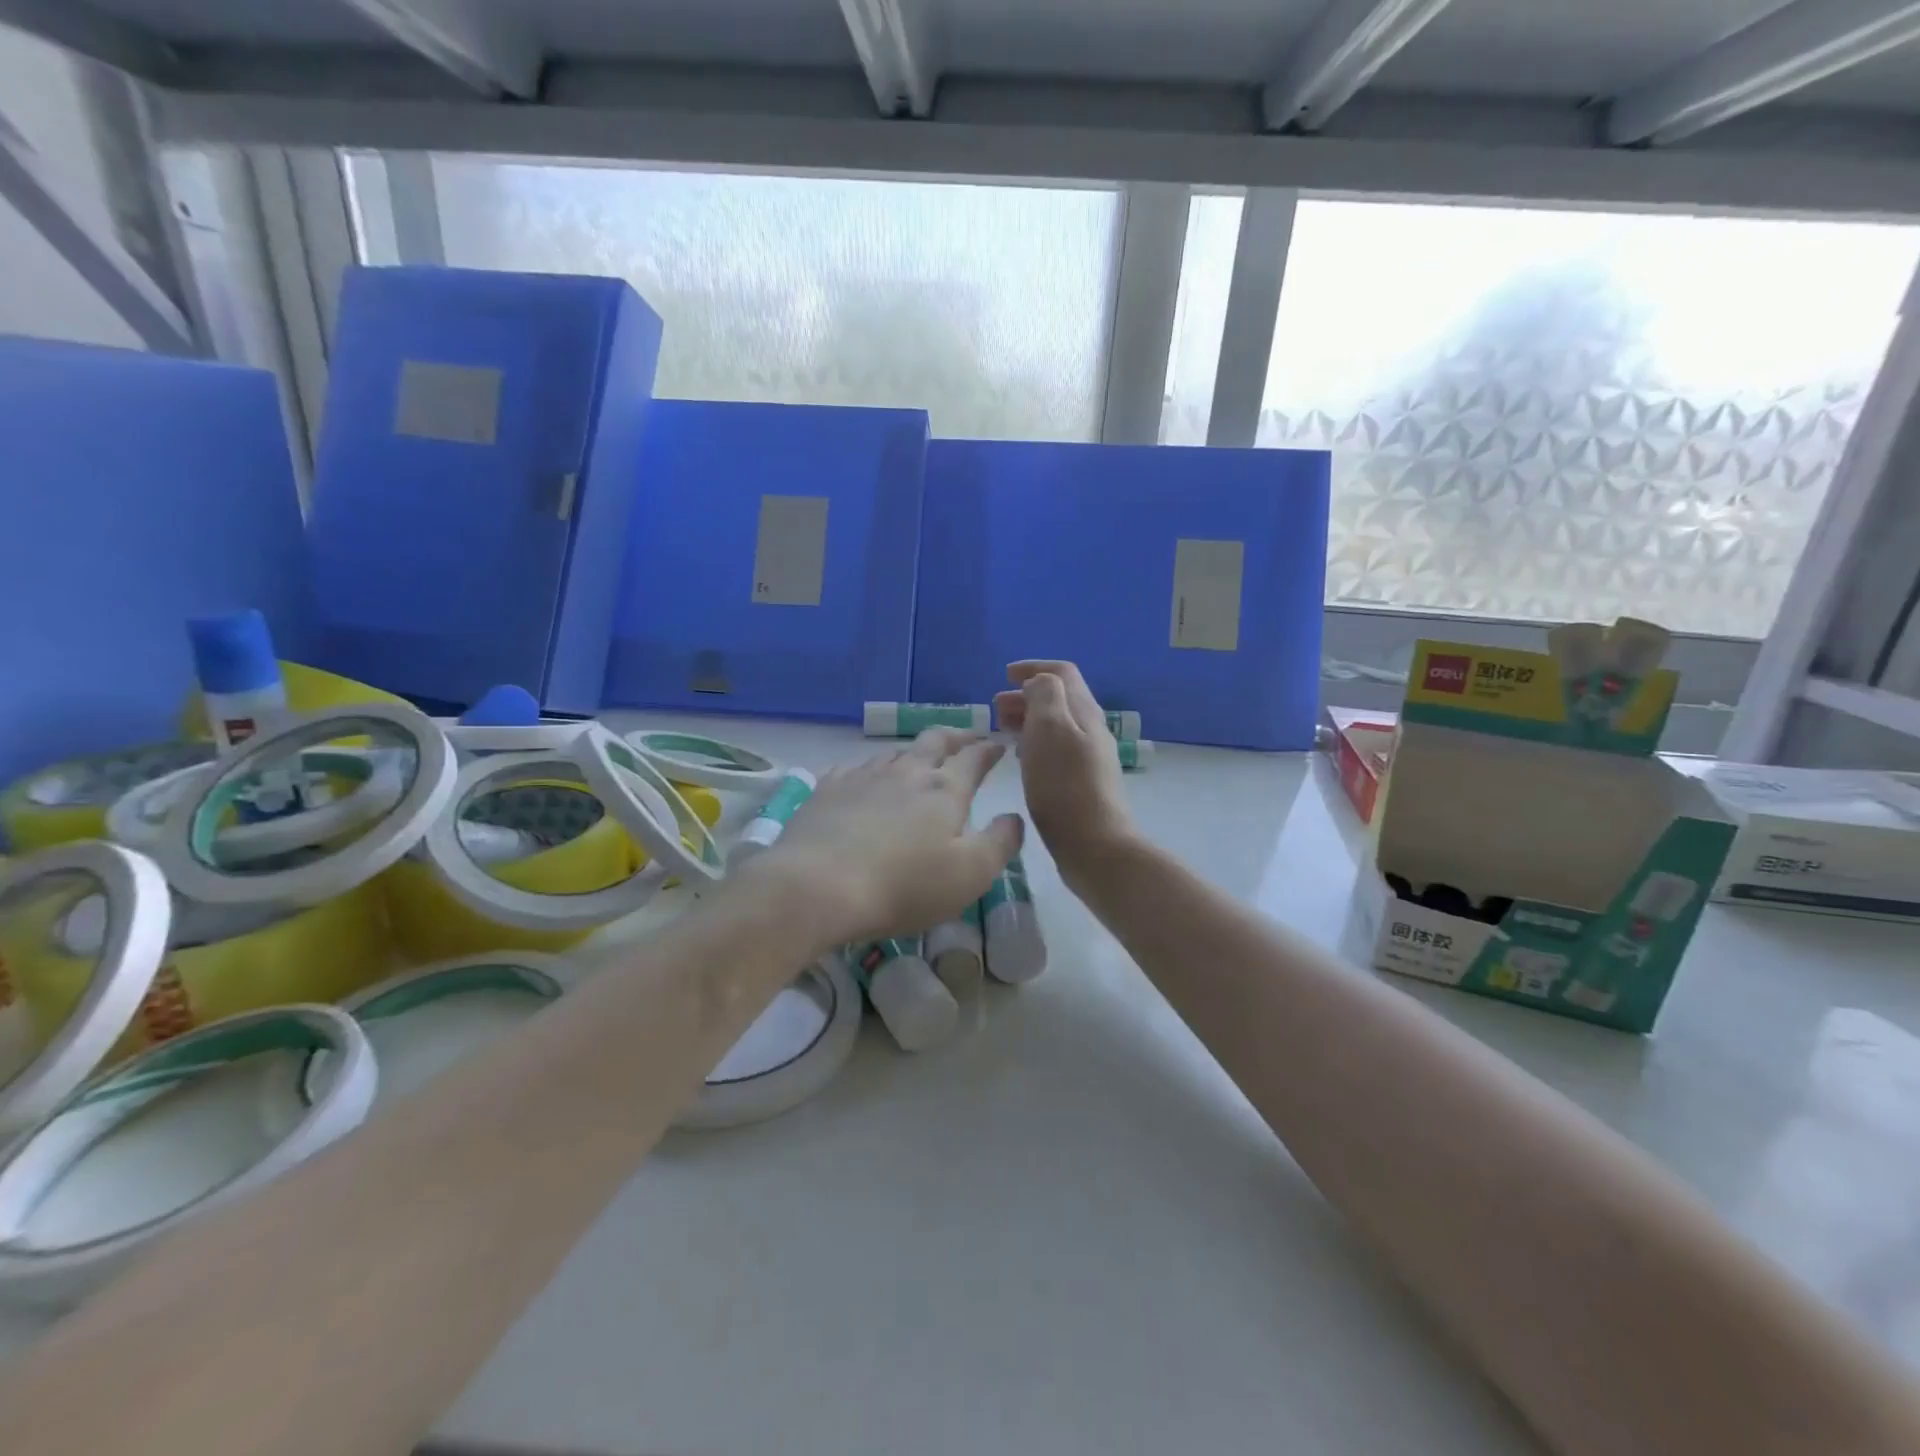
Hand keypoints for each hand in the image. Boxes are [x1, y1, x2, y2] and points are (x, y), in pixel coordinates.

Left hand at [749, 730, 1023, 947]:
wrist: (817, 886)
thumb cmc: (904, 885)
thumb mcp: (970, 874)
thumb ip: (1000, 843)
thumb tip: (1013, 817)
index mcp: (945, 790)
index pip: (974, 758)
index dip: (989, 750)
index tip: (999, 746)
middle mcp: (906, 773)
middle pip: (934, 741)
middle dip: (956, 737)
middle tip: (967, 739)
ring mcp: (863, 777)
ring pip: (895, 753)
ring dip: (914, 753)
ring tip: (920, 761)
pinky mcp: (828, 790)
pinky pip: (856, 768)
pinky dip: (872, 770)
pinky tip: (866, 780)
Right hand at [993, 661, 1138, 884]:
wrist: (1095, 846)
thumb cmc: (1064, 785)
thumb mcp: (1049, 729)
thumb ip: (1044, 695)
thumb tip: (1038, 682)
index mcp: (1084, 711)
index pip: (1062, 673)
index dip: (1033, 667)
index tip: (1004, 675)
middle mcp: (1091, 729)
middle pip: (1059, 699)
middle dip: (1026, 695)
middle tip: (995, 708)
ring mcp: (1088, 757)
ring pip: (1056, 725)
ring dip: (1028, 719)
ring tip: (1002, 729)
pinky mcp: (1082, 782)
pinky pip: (1055, 749)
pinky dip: (1034, 743)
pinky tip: (1021, 758)